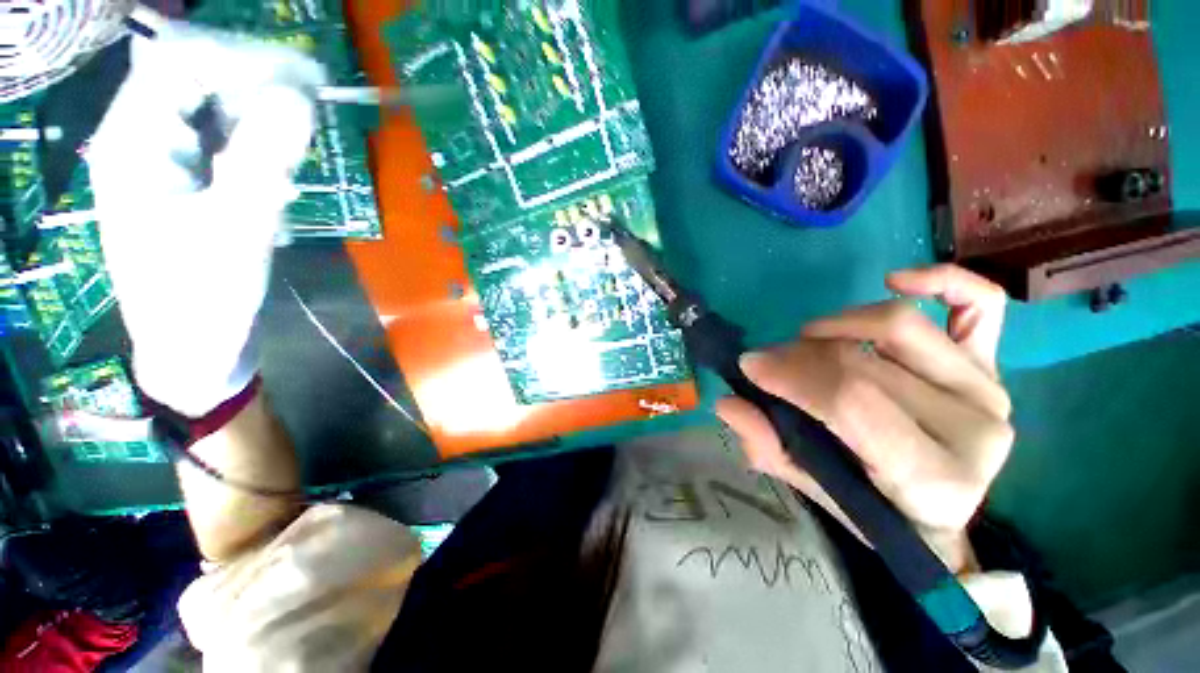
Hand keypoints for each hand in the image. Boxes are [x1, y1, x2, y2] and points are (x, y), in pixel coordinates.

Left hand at [90, 23, 325, 416]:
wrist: (194, 350)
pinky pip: (220, 140)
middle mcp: (140, 140)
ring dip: (259, 117)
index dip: (243, 59)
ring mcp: (162, 161)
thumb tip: (300, 96)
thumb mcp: (238, 228)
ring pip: (211, 108)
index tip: (306, 78)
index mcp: (133, 144)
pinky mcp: (185, 181)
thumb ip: (264, 157)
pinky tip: (278, 172)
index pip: (180, 62)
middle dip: (255, 83)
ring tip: (299, 145)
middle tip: (314, 104)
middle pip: (195, 78)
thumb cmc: (205, 297)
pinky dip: (255, 144)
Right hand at [716, 265, 1011, 573]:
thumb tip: (727, 403)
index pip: (851, 403)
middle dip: (797, 356)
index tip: (749, 365)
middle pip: (863, 363)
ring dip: (836, 324)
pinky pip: (979, 304)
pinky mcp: (990, 366)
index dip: (792, 377)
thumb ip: (770, 447)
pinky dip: (940, 280)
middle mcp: (973, 430)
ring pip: (899, 326)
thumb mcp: (815, 489)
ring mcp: (986, 390)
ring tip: (810, 340)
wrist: (940, 512)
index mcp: (932, 479)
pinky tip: (894, 280)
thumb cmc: (875, 508)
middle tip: (769, 361)